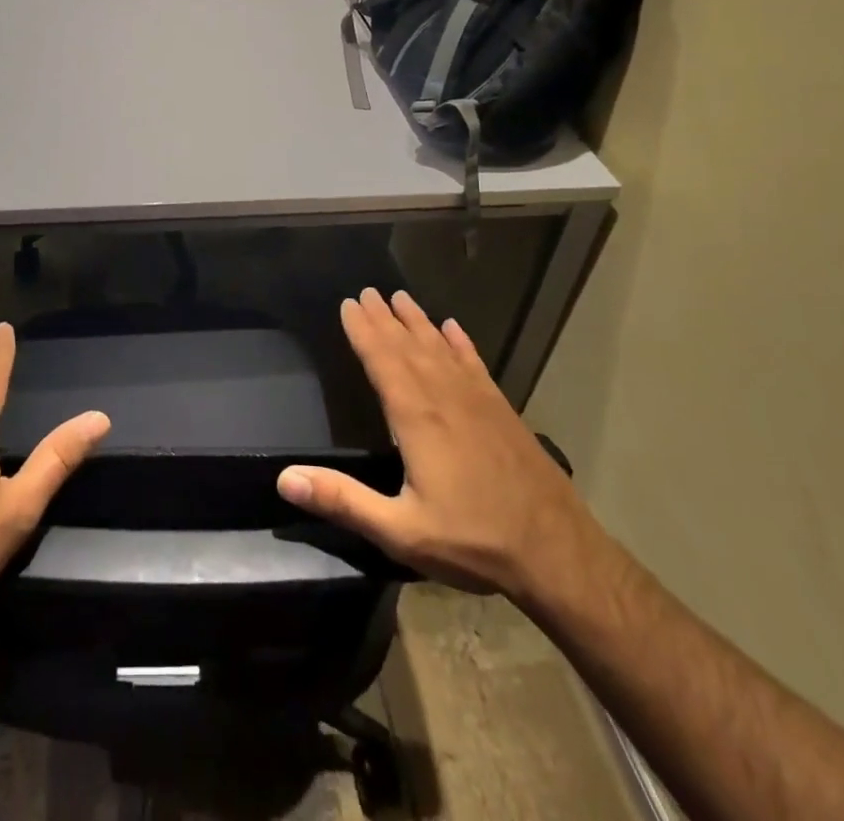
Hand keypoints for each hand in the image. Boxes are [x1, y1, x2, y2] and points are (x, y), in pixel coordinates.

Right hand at [277, 289, 590, 600]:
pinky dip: (461, 343)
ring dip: (418, 321)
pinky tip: (453, 328)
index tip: (348, 303)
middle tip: (366, 290)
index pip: (382, 360)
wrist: (558, 553)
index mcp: (416, 417)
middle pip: (408, 346)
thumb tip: (284, 478)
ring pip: (440, 348)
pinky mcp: (502, 411)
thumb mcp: (400, 531)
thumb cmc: (473, 541)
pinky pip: (475, 364)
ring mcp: (478, 400)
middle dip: (384, 317)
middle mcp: (444, 397)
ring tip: (400, 298)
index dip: (362, 330)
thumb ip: (342, 500)